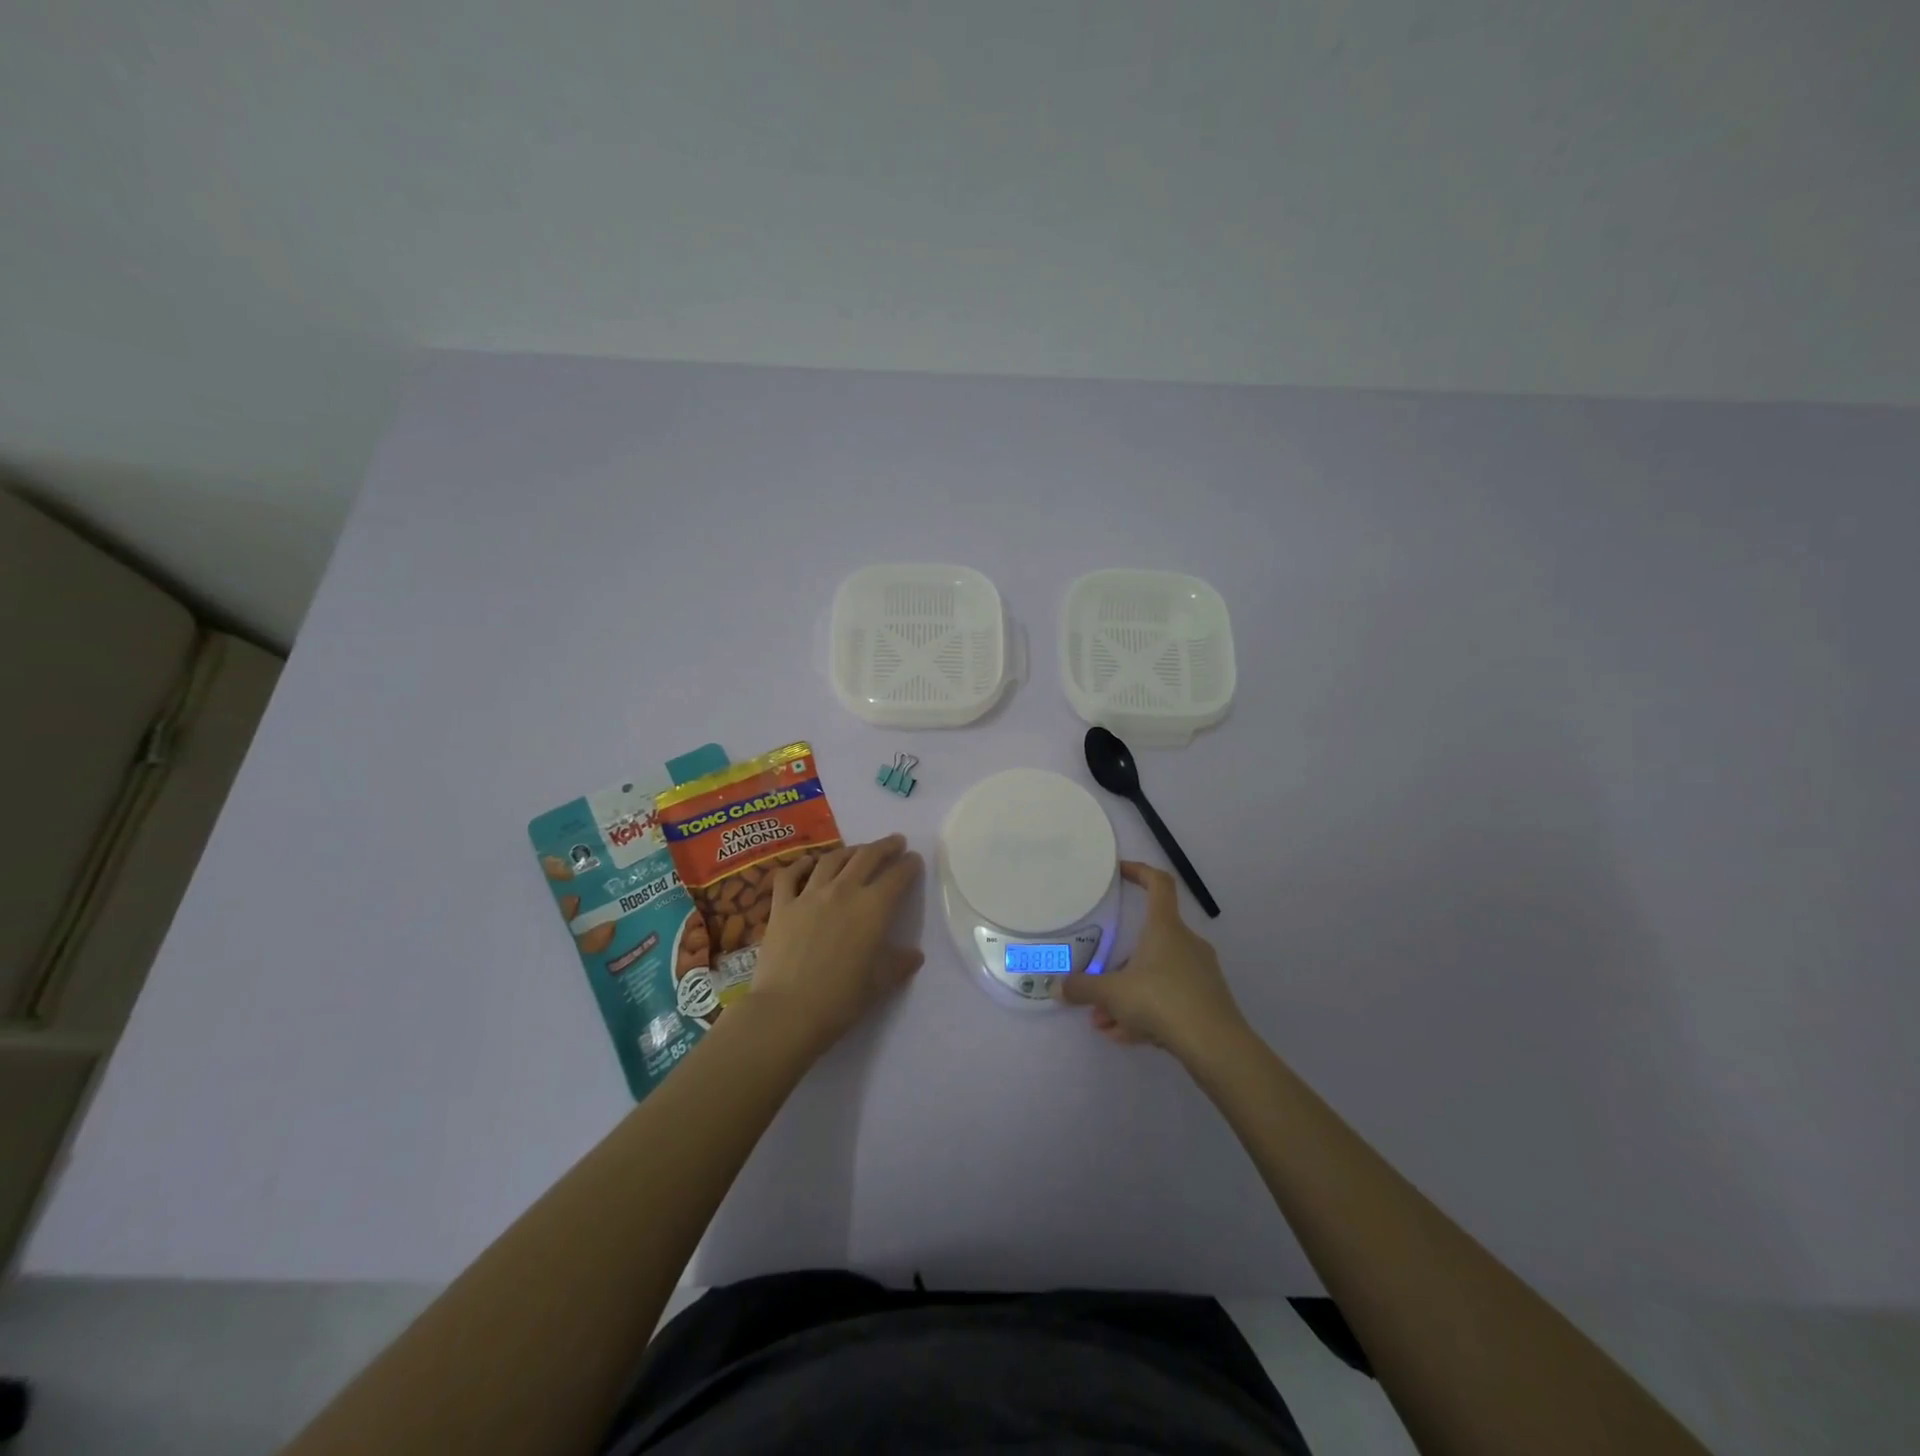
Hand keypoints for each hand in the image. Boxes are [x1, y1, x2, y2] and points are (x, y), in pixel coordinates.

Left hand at [746, 834, 924, 1056]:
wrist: (788, 1011)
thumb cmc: (841, 1000)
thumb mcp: (879, 983)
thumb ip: (899, 964)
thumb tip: (914, 954)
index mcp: (873, 909)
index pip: (897, 877)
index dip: (909, 865)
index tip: (914, 860)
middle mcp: (843, 892)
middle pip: (867, 857)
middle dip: (884, 846)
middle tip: (895, 842)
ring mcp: (809, 895)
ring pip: (832, 859)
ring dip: (850, 850)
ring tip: (858, 850)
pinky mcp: (781, 906)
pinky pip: (790, 875)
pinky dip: (801, 864)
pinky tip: (808, 863)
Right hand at [1058, 861, 1244, 1059]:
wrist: (1217, 1046)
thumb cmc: (1162, 1001)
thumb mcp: (1113, 993)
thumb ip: (1082, 988)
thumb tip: (1057, 986)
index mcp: (1165, 927)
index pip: (1158, 883)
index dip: (1139, 871)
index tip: (1120, 872)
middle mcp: (1186, 943)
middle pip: (1147, 942)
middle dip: (1118, 966)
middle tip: (1097, 988)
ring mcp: (1200, 972)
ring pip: (1155, 976)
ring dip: (1127, 996)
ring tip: (1104, 1023)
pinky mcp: (1207, 1001)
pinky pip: (1169, 998)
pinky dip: (1147, 1012)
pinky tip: (1126, 1036)